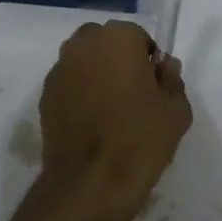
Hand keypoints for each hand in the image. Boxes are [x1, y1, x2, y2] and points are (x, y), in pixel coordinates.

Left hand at [18, 20, 191, 220]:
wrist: (90, 183)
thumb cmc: (140, 139)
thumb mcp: (177, 109)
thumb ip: (172, 79)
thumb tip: (162, 67)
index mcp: (117, 37)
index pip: (138, 37)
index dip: (147, 61)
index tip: (153, 87)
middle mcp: (82, 44)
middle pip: (105, 43)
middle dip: (117, 60)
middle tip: (133, 96)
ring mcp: (58, 71)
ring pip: (84, 63)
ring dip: (96, 76)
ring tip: (111, 113)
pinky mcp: (44, 97)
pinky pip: (69, 86)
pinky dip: (79, 96)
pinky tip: (91, 126)